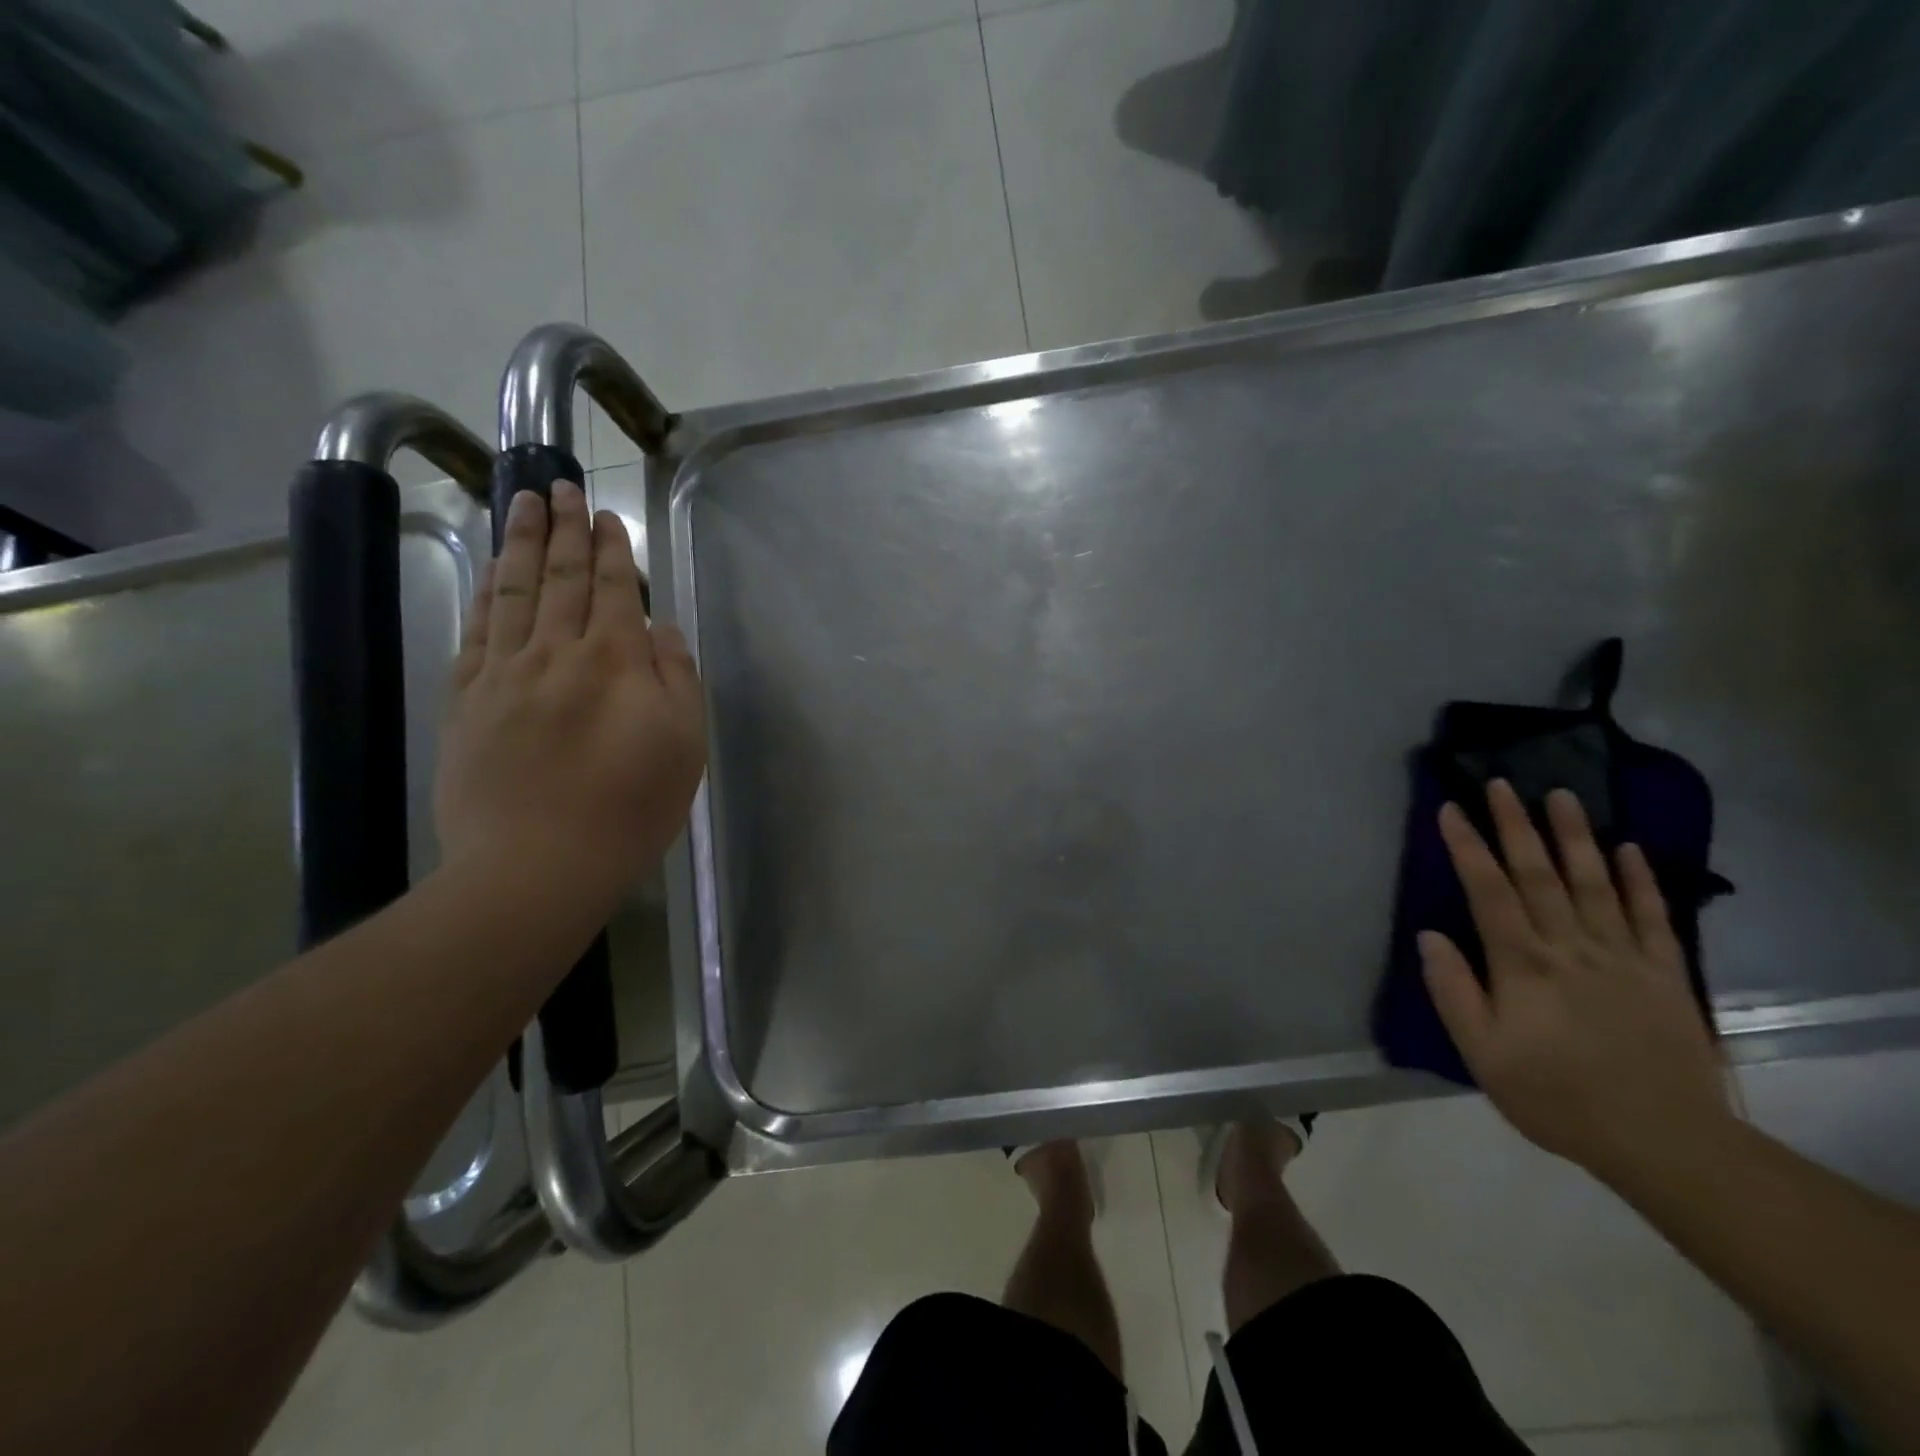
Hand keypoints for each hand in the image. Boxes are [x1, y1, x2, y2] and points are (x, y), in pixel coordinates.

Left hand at [434, 480, 706, 920]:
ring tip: (522, 504)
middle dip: (564, 530)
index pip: (612, 589)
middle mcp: (556, 653)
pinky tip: (488, 575)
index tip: (606, 516)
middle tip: (561, 487)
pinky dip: (484, 596)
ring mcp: (504, 674)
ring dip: (519, 544)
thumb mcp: (684, 745)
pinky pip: (476, 633)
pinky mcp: (467, 702)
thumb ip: (677, 678)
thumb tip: (661, 629)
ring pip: (513, 593)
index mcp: (615, 662)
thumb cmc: (630, 808)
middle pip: (559, 578)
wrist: (538, 864)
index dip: (611, 550)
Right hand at [1421, 780, 1730, 1180]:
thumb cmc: (1556, 1096)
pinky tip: (1628, 849)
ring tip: (1561, 794)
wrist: (1664, 1141)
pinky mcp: (1665, 973)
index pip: (1488, 891)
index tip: (1451, 809)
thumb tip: (1429, 935)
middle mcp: (1570, 947)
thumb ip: (1453, 990)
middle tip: (1501, 783)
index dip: (1468, 846)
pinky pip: (1651, 917)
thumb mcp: (1482, 1053)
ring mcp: (1622, 956)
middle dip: (1516, 824)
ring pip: (1593, 882)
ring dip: (1574, 836)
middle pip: (1539, 874)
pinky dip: (1640, 880)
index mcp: (1522, 964)